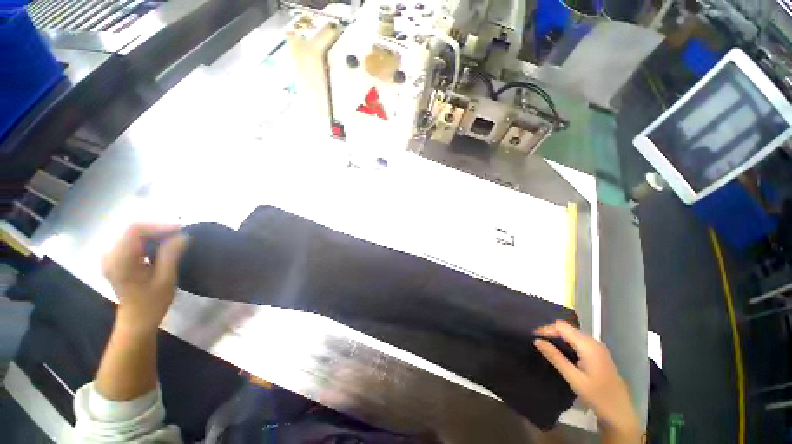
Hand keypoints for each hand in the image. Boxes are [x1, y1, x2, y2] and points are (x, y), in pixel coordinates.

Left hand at [102, 223, 188, 334]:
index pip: (135, 229)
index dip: (158, 226)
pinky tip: (161, 247)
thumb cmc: (152, 303)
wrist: (137, 321)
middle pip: (133, 230)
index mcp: (120, 260)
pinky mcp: (115, 259)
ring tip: (174, 240)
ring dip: (154, 234)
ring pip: (133, 234)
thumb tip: (182, 236)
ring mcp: (111, 257)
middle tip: (180, 235)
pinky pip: (132, 241)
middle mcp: (110, 255)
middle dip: (158, 229)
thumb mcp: (166, 279)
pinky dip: (148, 240)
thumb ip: (171, 255)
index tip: (180, 230)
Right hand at [534, 321, 638, 439]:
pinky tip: (560, 351)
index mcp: (588, 346)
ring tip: (545, 345)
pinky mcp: (598, 353)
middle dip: (551, 332)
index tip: (533, 337)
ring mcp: (597, 347)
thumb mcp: (573, 378)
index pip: (562, 327)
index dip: (546, 329)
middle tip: (537, 342)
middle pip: (567, 328)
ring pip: (572, 333)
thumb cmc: (597, 396)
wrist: (620, 413)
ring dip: (558, 337)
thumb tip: (537, 341)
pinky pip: (578, 340)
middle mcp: (594, 341)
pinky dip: (566, 342)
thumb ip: (555, 357)